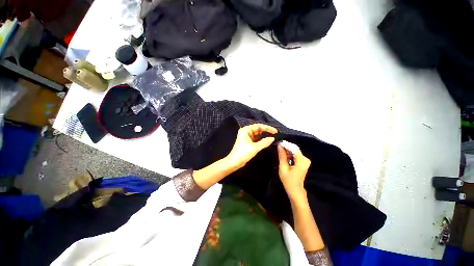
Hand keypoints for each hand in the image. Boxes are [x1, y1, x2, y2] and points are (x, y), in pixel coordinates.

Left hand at [225, 124, 277, 169]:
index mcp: (246, 130)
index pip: (259, 126)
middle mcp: (246, 132)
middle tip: (275, 134)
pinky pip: (256, 139)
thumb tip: (272, 138)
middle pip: (258, 129)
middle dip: (266, 132)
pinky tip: (266, 142)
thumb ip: (265, 142)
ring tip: (271, 138)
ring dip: (263, 137)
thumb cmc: (243, 153)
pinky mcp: (247, 142)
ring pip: (257, 135)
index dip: (268, 128)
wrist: (235, 162)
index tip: (275, 131)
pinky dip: (261, 140)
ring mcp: (246, 137)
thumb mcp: (255, 147)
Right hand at [277, 143, 310, 202]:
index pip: (294, 148)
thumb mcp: (283, 168)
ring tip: (279, 150)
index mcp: (302, 161)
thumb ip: (282, 156)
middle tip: (278, 147)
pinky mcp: (304, 161)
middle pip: (295, 149)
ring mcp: (305, 160)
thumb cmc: (288, 180)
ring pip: (295, 151)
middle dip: (286, 147)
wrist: (295, 190)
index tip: (278, 143)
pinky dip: (290, 154)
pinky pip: (296, 154)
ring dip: (287, 150)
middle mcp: (305, 159)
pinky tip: (284, 155)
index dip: (286, 144)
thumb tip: (279, 145)